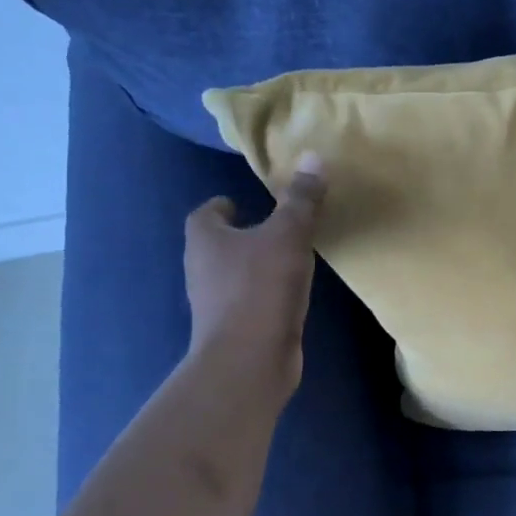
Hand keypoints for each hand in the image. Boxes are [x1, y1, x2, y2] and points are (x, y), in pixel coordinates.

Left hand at [182, 154, 326, 394]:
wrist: (249, 359)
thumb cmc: (261, 287)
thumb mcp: (289, 235)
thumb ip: (301, 200)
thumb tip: (313, 156)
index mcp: (205, 239)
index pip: (206, 213)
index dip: (223, 206)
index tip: (246, 203)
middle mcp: (202, 268)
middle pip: (218, 243)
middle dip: (243, 235)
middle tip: (277, 226)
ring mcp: (215, 302)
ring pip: (233, 273)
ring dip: (255, 265)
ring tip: (290, 258)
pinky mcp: (234, 327)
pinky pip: (249, 299)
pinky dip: (265, 293)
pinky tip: (291, 293)